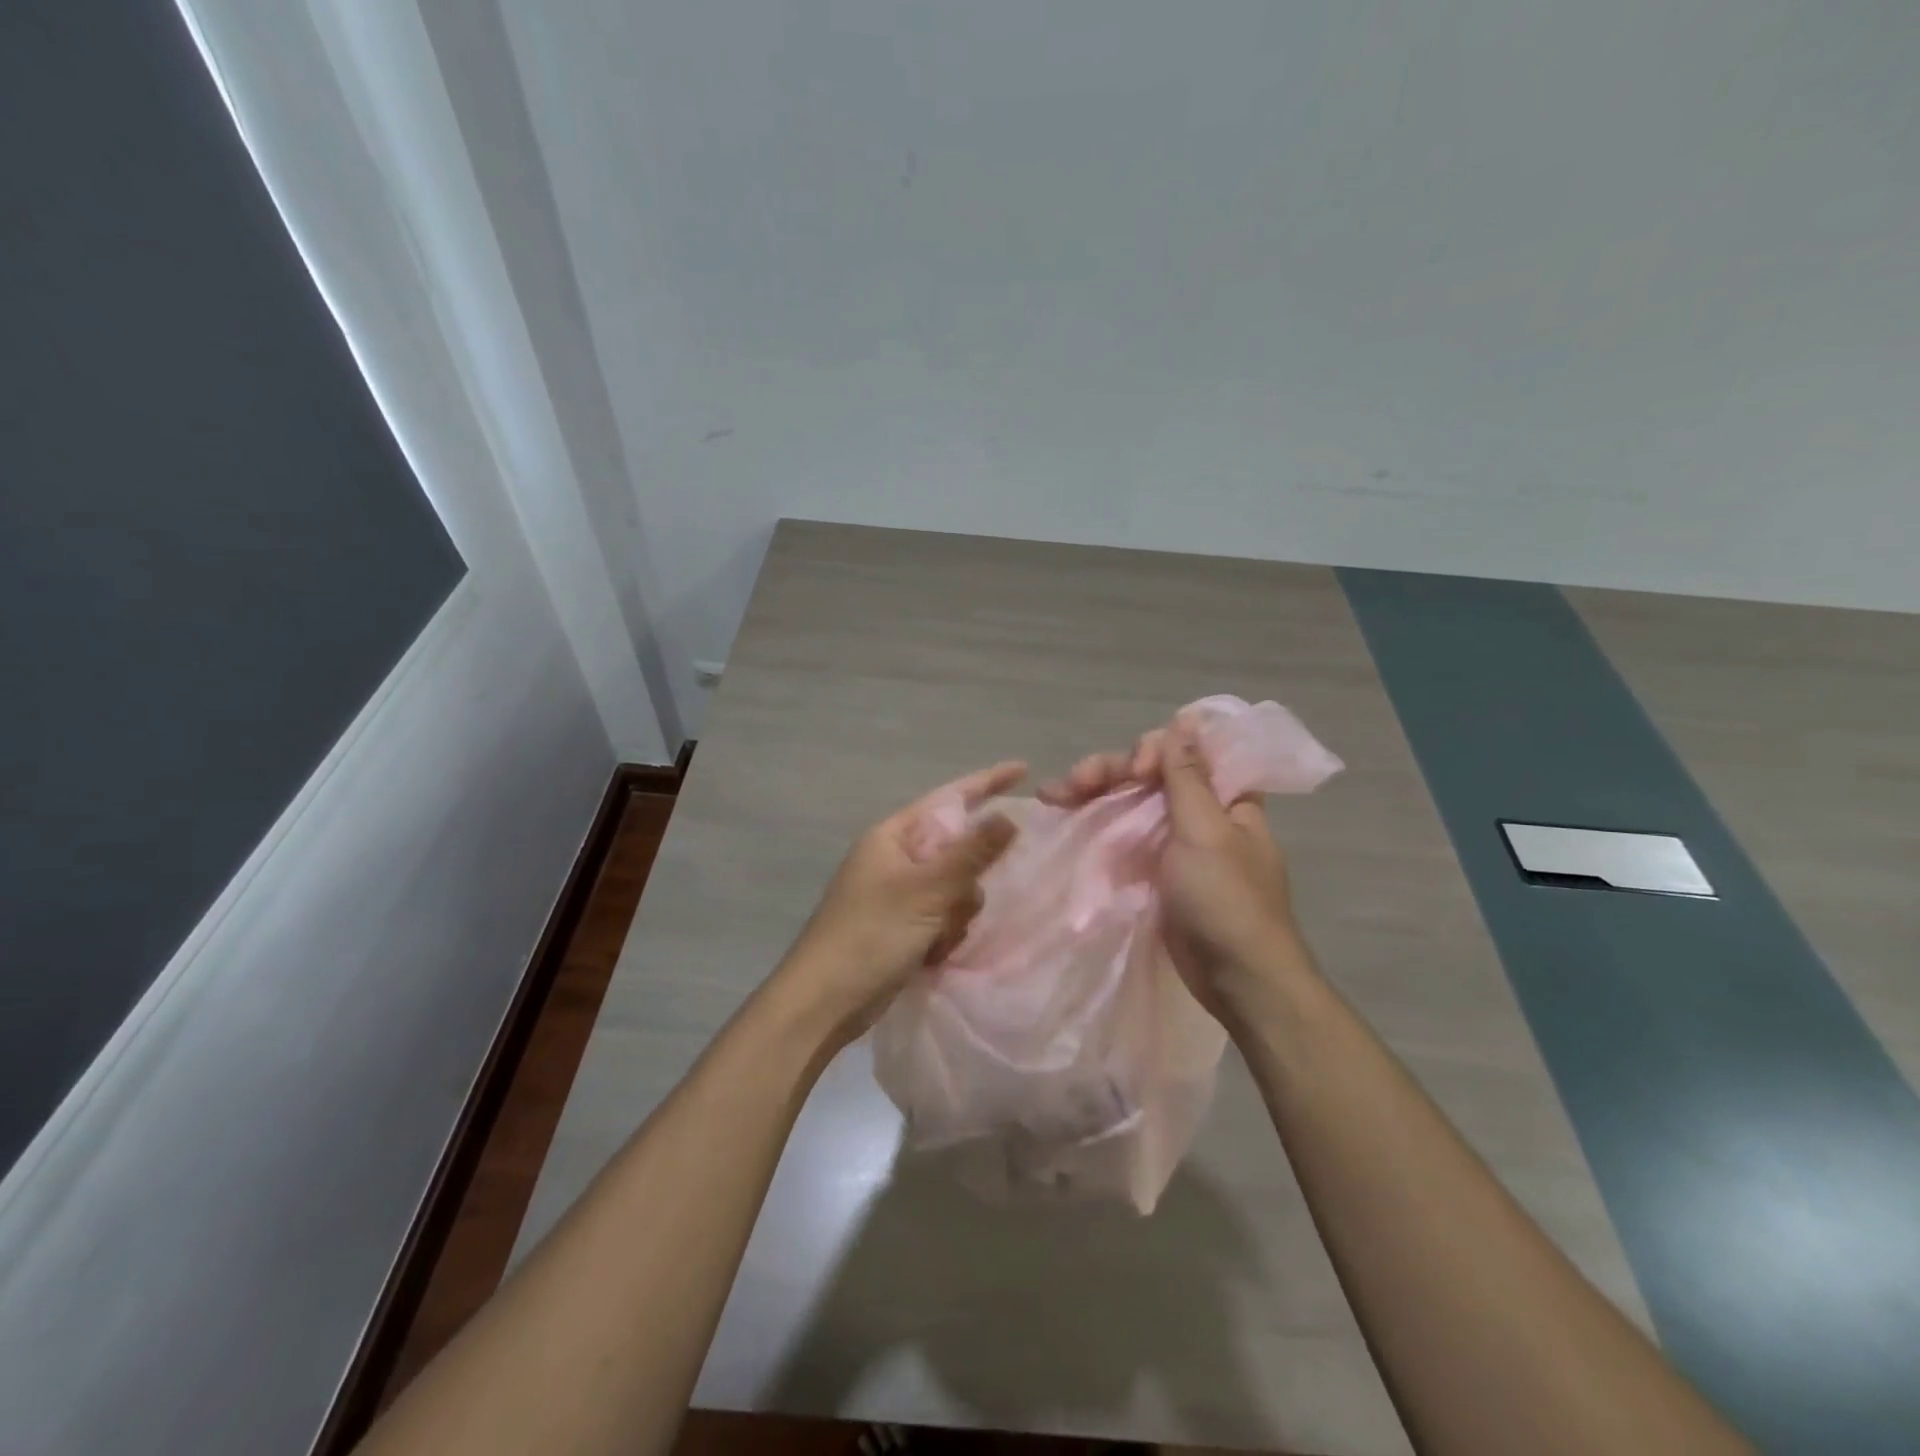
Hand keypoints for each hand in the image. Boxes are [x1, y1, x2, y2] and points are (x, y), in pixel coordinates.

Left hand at [773, 761, 1023, 1051]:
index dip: (986, 783)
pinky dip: (945, 934)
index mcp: (894, 837)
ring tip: (936, 939)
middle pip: (958, 850)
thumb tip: (1009, 817)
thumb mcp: (926, 891)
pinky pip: (944, 916)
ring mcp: (900, 894)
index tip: (1023, 770)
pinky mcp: (904, 926)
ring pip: (956, 888)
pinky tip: (933, 954)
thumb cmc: (870, 935)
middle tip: (955, 906)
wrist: (824, 1001)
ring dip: (956, 914)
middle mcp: (897, 859)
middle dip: (967, 880)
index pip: (948, 799)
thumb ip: (971, 854)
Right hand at [1038, 717, 1313, 1020]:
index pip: (1183, 751)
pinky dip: (1097, 825)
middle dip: (1108, 772)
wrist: (1237, 979)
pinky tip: (1066, 818)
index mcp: (1225, 797)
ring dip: (1093, 794)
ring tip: (1052, 795)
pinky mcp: (1155, 871)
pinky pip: (1123, 836)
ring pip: (1130, 803)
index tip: (1135, 775)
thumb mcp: (1206, 831)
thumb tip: (1185, 719)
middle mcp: (1200, 812)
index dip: (1151, 752)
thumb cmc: (1227, 900)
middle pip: (1148, 776)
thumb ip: (1188, 775)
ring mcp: (1175, 843)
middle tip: (1070, 784)